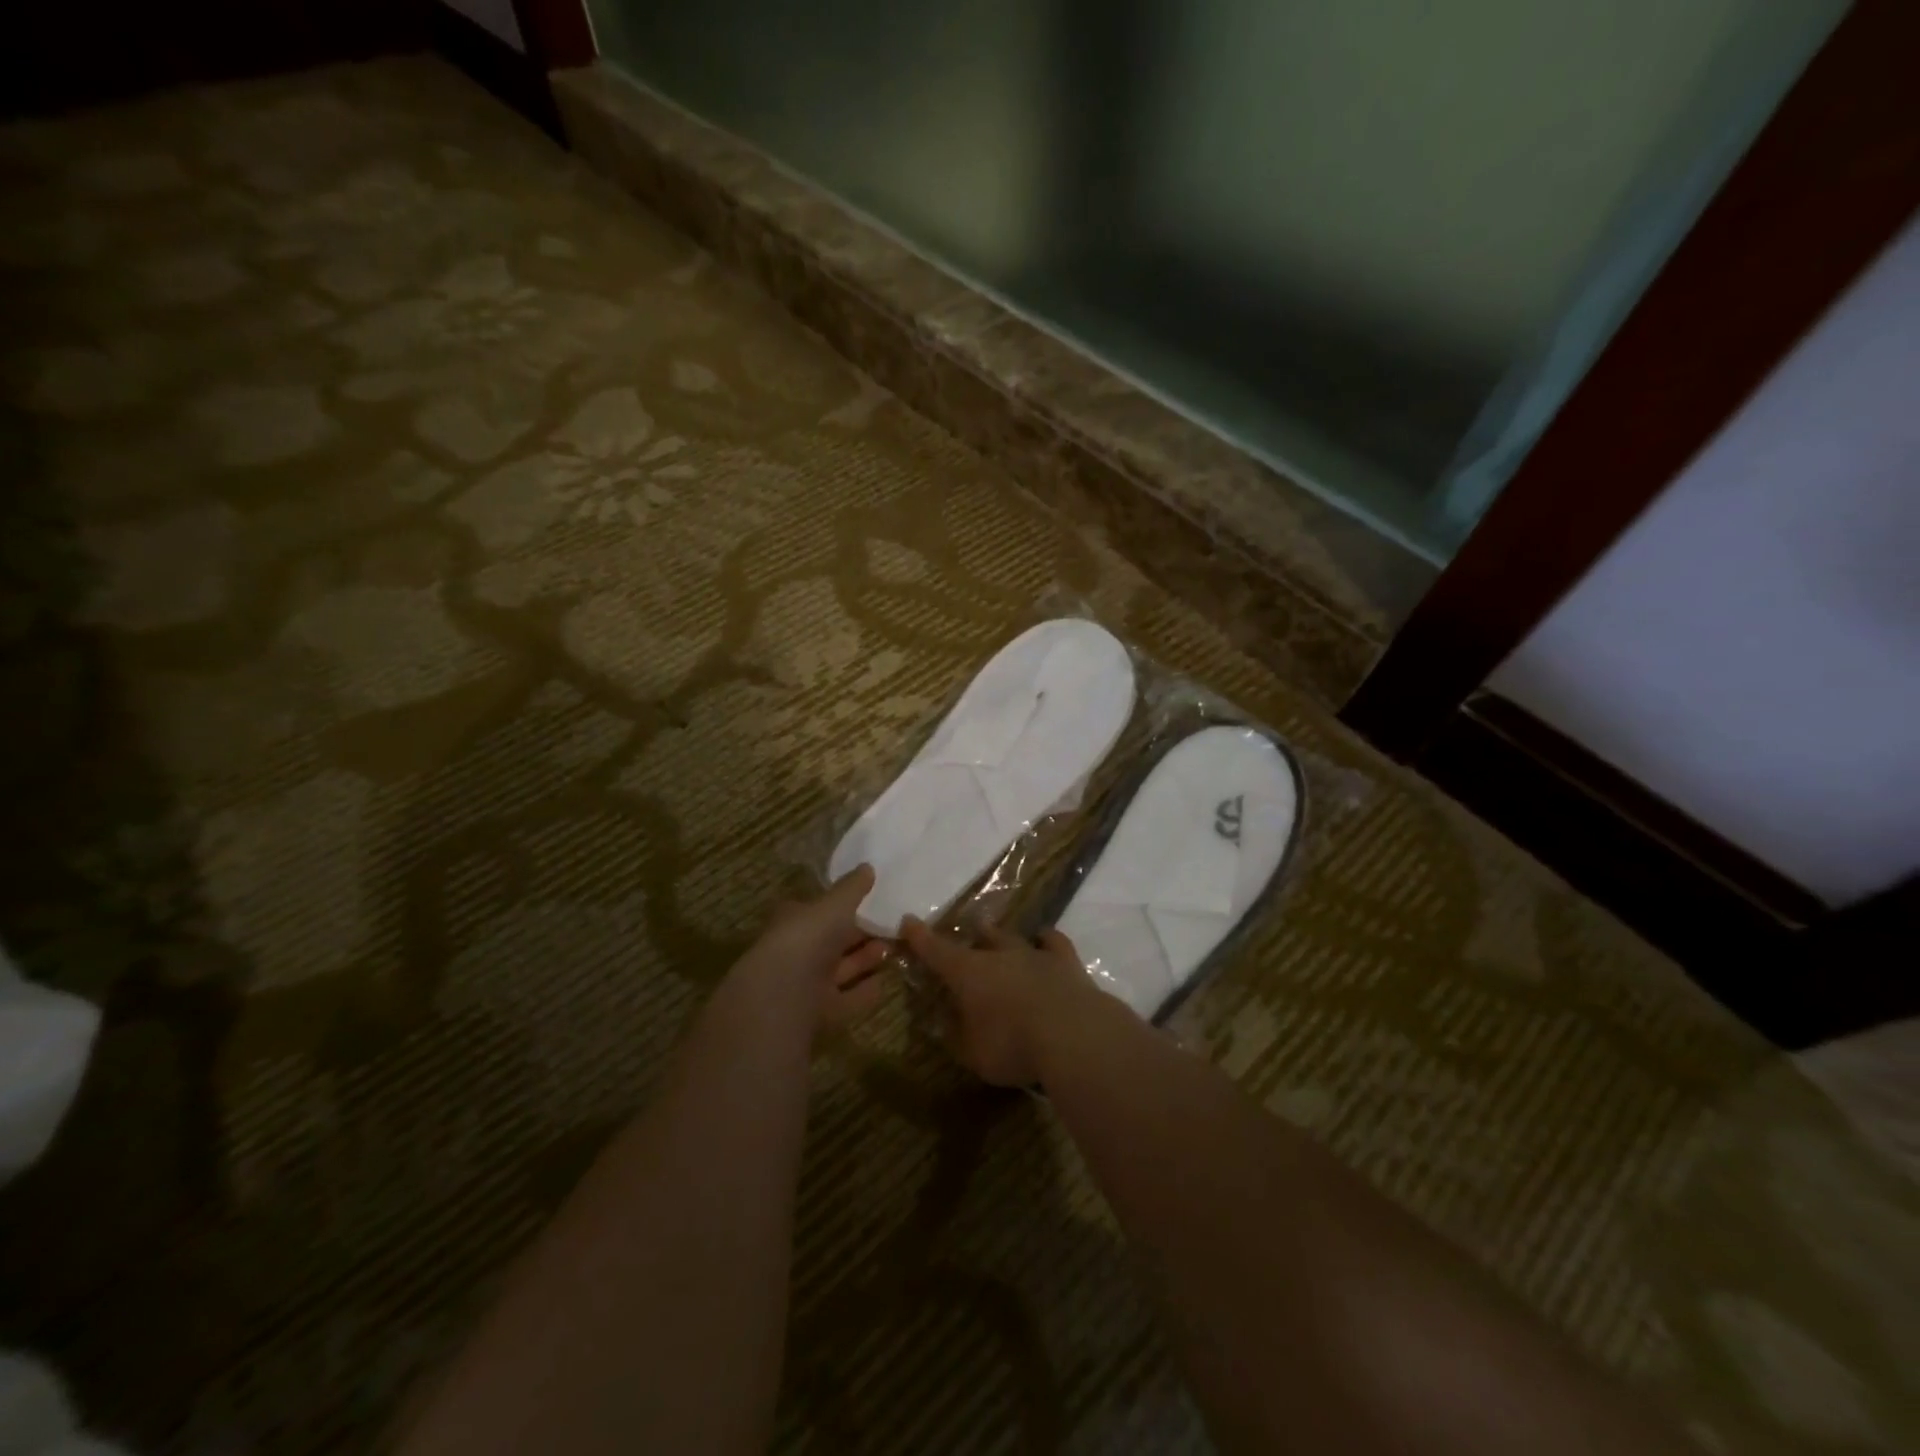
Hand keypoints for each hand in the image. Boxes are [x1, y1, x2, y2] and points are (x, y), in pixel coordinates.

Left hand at [754, 865, 888, 1030]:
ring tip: (894, 949)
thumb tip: (868, 867)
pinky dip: (864, 992)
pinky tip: (885, 983)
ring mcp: (806, 985)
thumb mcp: (834, 905)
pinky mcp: (818, 1014)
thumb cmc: (807, 938)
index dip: (840, 905)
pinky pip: (846, 1000)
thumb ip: (851, 888)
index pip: (817, 909)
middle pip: (832, 942)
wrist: (784, 996)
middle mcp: (797, 952)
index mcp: (793, 921)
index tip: (869, 900)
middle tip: (891, 926)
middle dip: (859, 934)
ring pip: (841, 969)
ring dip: (865, 960)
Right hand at [900, 919, 1103, 1085]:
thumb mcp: (973, 1053)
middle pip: (980, 938)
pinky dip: (1046, 940)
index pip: (937, 950)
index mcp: (968, 973)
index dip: (920, 937)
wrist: (1072, 1033)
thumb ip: (958, 1036)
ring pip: (1013, 936)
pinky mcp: (1067, 962)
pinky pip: (1053, 942)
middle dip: (970, 935)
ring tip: (997, 932)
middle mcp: (999, 955)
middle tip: (966, 934)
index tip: (908, 921)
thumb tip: (947, 1024)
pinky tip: (1044, 939)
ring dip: (1003, 936)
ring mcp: (1035, 954)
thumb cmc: (1012, 1044)